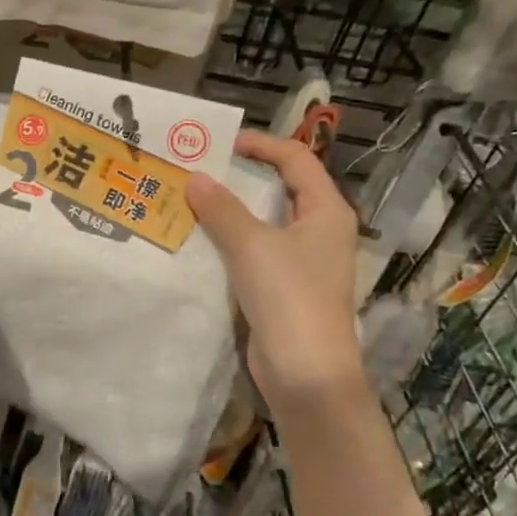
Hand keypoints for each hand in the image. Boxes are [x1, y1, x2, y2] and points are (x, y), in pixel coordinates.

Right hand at [188, 130, 366, 414]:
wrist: (306, 372)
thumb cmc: (289, 297)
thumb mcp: (252, 245)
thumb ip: (221, 209)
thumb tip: (194, 178)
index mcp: (326, 210)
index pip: (296, 159)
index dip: (260, 144)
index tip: (220, 143)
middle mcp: (319, 230)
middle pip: (280, 188)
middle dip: (240, 177)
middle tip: (198, 170)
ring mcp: (303, 261)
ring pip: (264, 222)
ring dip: (231, 211)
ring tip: (191, 200)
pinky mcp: (284, 287)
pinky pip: (255, 251)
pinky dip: (230, 241)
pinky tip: (200, 241)